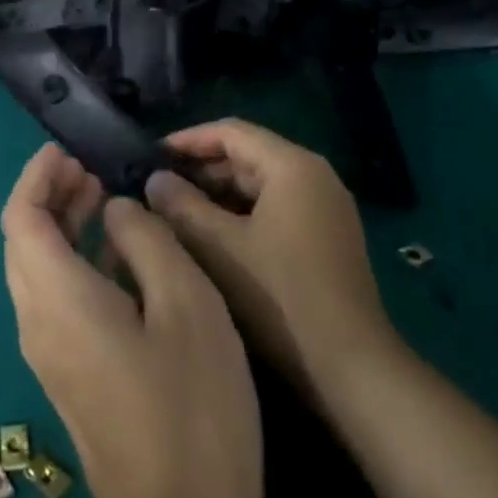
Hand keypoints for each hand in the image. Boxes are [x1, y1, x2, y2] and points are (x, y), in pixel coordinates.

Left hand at [1, 145, 261, 497]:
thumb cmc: (192, 405)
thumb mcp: (185, 304)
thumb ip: (146, 242)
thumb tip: (117, 212)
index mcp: (56, 296)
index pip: (20, 217)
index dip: (38, 175)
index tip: (71, 150)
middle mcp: (36, 320)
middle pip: (22, 240)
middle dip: (50, 196)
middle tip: (94, 170)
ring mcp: (48, 352)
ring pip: (38, 269)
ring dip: (64, 227)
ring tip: (108, 200)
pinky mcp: (68, 373)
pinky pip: (56, 298)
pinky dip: (76, 261)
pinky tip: (123, 257)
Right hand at [146, 119, 400, 403]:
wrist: (349, 366)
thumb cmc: (279, 296)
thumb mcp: (218, 247)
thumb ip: (180, 205)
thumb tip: (154, 179)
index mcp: (293, 167)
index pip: (230, 132)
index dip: (186, 140)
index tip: (147, 156)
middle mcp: (315, 177)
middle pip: (246, 156)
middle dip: (199, 170)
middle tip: (153, 187)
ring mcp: (325, 209)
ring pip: (259, 186)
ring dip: (216, 195)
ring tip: (171, 212)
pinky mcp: (326, 239)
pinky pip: (274, 210)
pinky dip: (238, 215)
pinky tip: (207, 237)